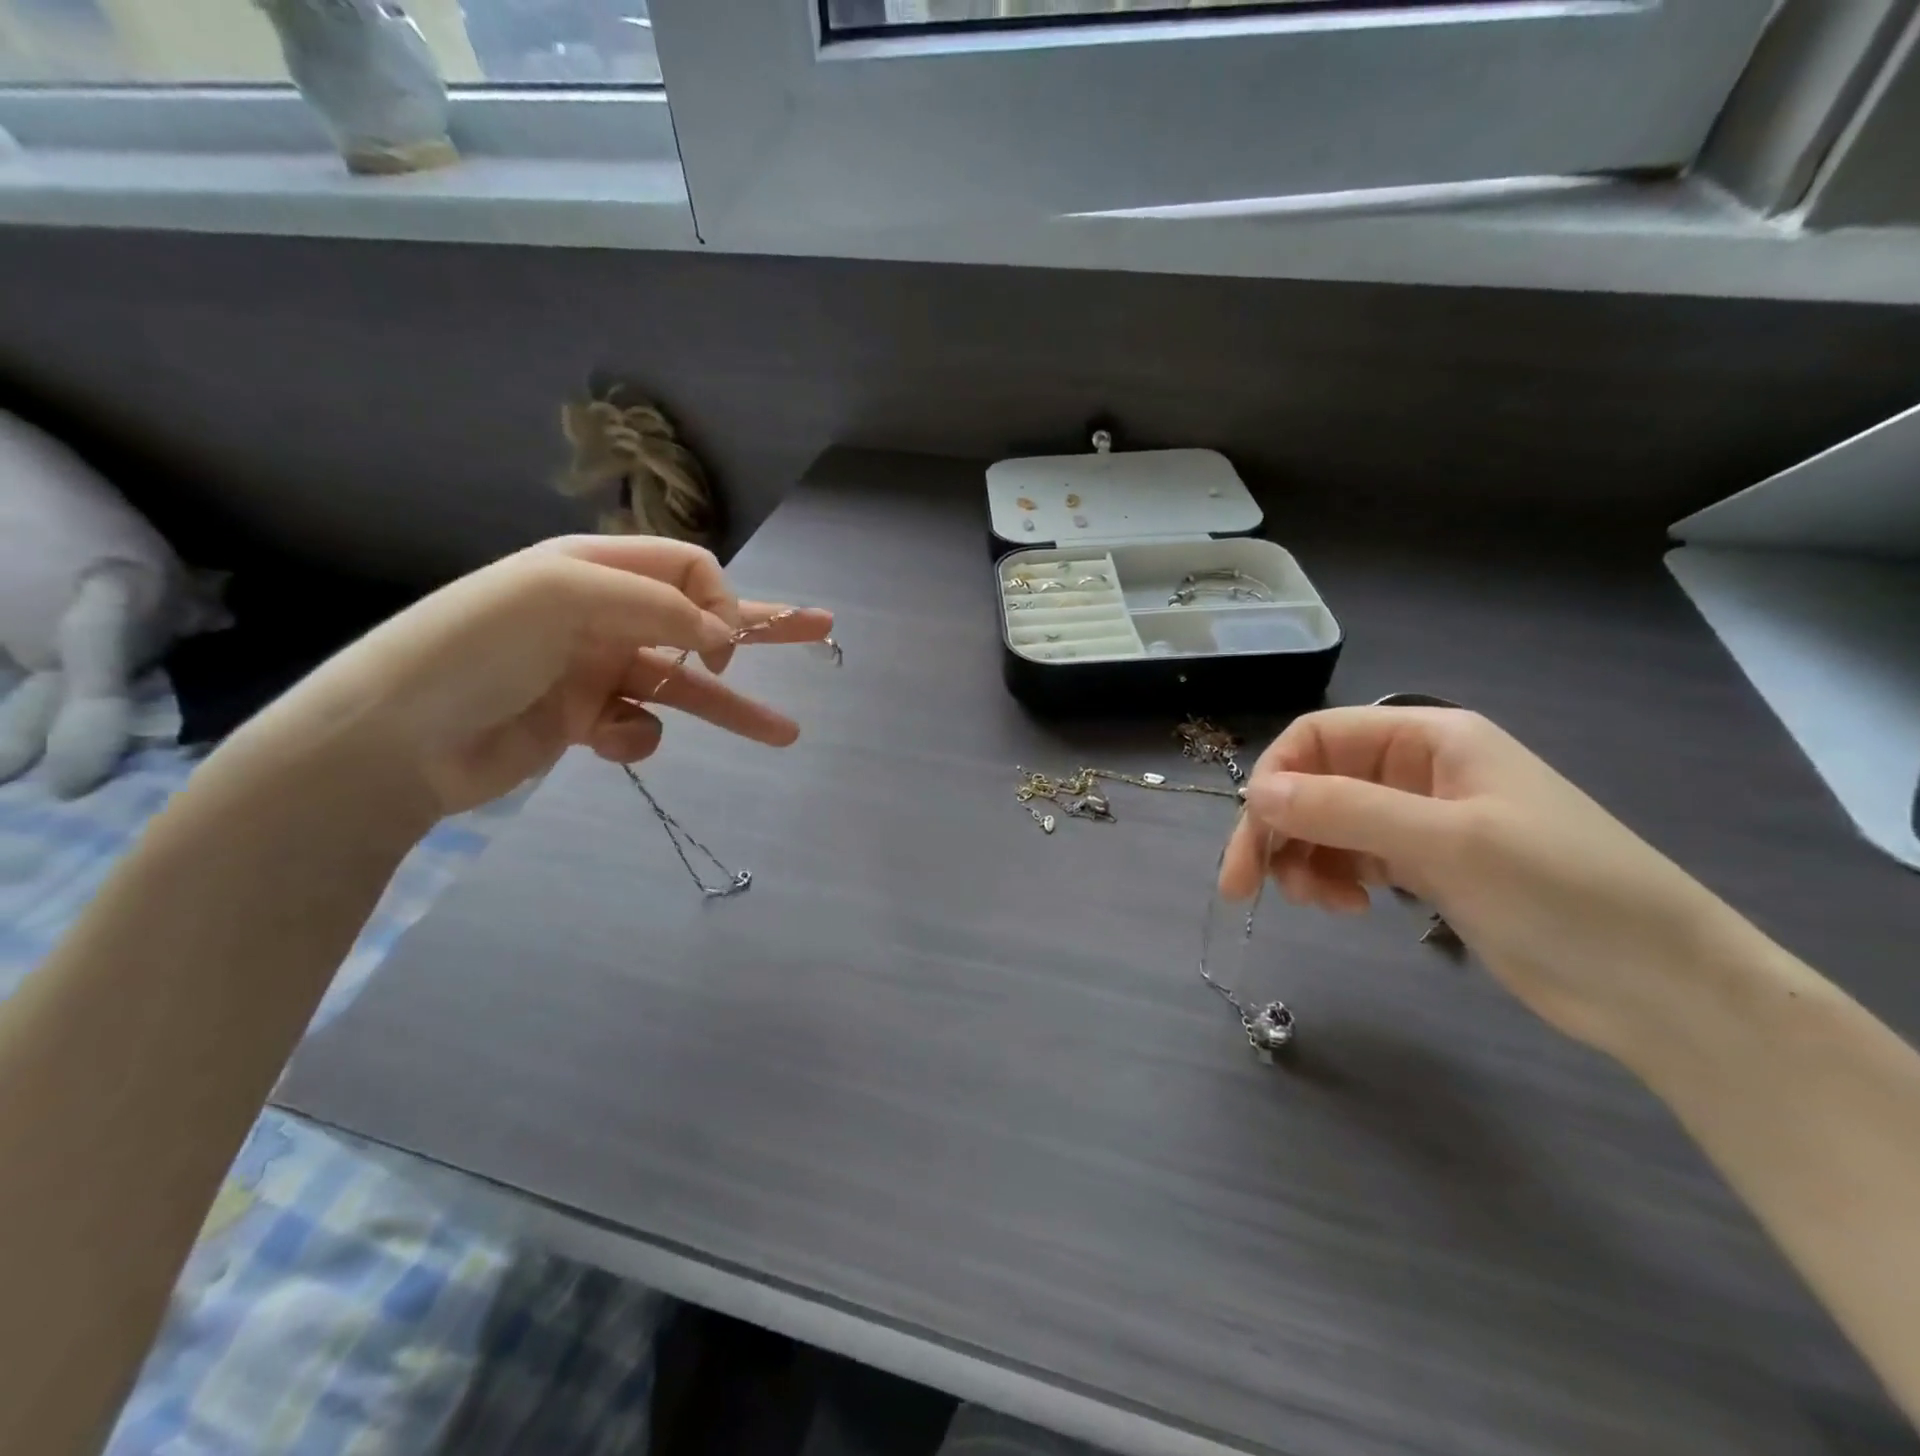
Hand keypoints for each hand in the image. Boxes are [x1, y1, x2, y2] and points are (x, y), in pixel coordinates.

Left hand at [243, 536, 832, 817]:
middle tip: (822, 631)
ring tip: (787, 734)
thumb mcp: (564, 596)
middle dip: (761, 629)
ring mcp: (596, 671)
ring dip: (732, 708)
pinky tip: (614, 741)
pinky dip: (638, 736)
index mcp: (594, 570)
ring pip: (684, 685)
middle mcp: (603, 615)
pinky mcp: (586, 722)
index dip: (719, 604)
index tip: (724, 647)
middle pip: (700, 619)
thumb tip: (725, 641)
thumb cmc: (474, 648)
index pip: (687, 571)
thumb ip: (658, 607)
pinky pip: (641, 725)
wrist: (393, 740)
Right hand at [1220, 707, 1747, 1055]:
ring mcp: (1419, 819)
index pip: (1317, 737)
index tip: (1251, 837)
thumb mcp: (1446, 842)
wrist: (1662, 988)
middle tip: (1242, 887)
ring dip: (1303, 859)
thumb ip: (1343, 810)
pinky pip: (1350, 857)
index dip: (1274, 779)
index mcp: (1427, 737)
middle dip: (1275, 830)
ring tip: (1322, 904)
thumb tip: (1254, 795)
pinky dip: (1333, 878)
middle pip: (1313, 784)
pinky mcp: (1424, 867)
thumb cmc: (1562, 892)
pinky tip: (1350, 908)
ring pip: (1325, 824)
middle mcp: (1415, 770)